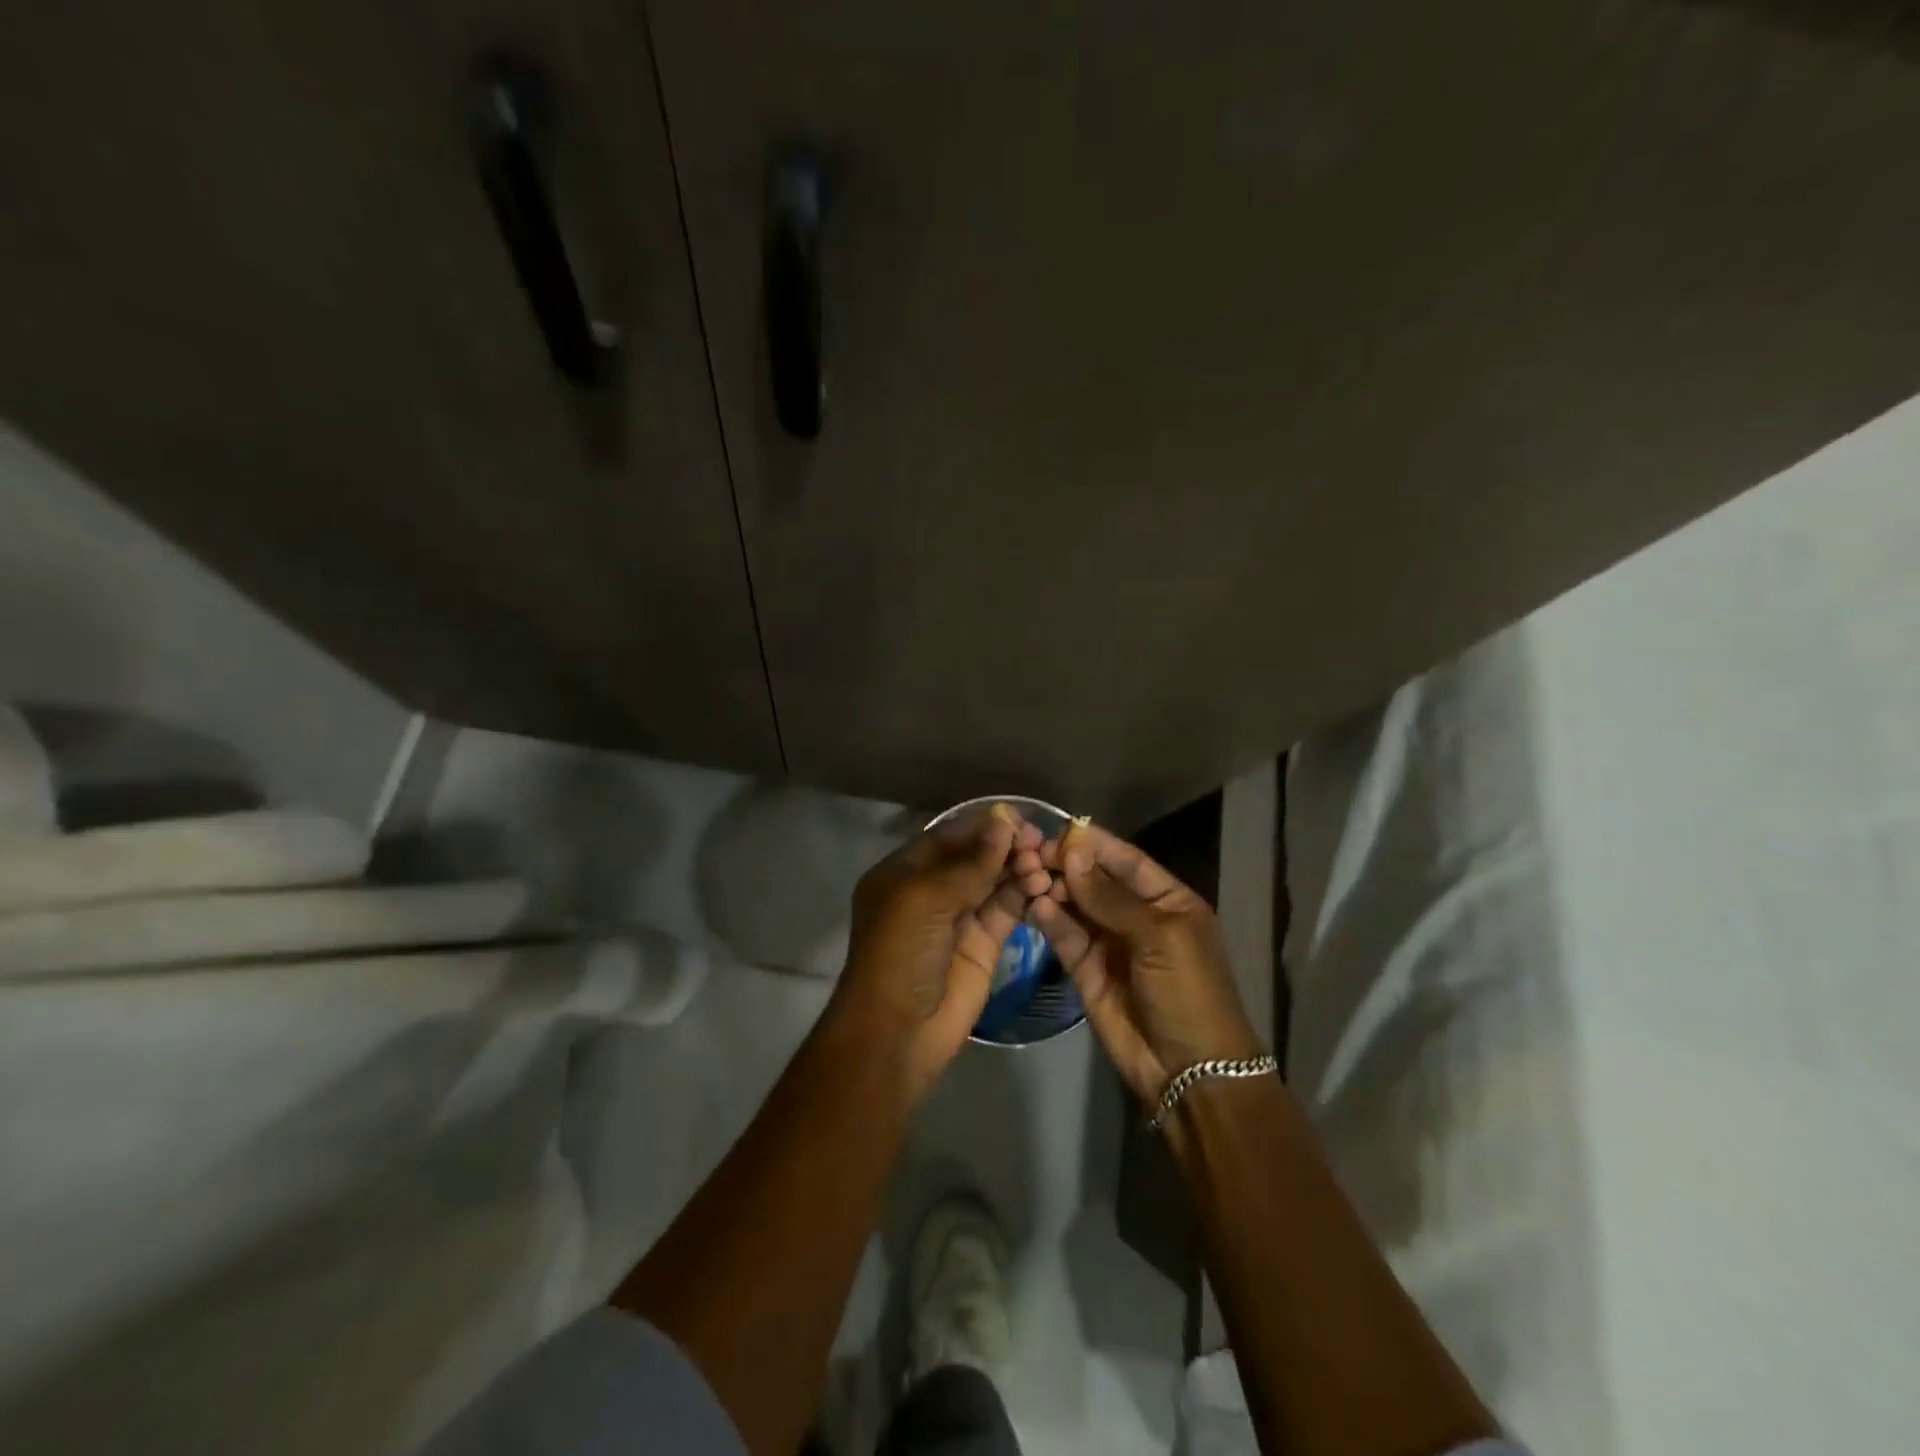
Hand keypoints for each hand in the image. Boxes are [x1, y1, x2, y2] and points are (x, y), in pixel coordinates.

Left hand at [831, 803, 1041, 1100]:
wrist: (898, 1032)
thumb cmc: (899, 953)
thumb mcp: (926, 899)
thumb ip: (970, 862)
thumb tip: (1004, 821)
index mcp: (904, 873)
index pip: (948, 837)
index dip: (982, 826)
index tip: (1019, 817)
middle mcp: (931, 891)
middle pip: (974, 857)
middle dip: (1005, 845)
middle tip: (1039, 840)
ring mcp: (958, 918)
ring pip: (994, 881)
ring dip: (1018, 868)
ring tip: (1043, 862)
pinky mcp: (983, 944)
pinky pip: (1007, 910)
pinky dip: (1025, 894)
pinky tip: (1044, 883)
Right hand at [1018, 819, 1262, 1106]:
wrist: (1189, 1072)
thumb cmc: (1189, 993)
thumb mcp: (1160, 937)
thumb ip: (1111, 897)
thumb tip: (1073, 853)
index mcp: (1167, 900)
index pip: (1125, 860)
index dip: (1092, 844)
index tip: (1055, 829)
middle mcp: (1136, 915)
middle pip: (1094, 880)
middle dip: (1066, 866)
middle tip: (1029, 853)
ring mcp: (1109, 942)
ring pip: (1075, 905)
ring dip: (1053, 889)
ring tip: (1025, 874)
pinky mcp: (1086, 970)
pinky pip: (1065, 935)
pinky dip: (1049, 919)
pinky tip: (1034, 904)